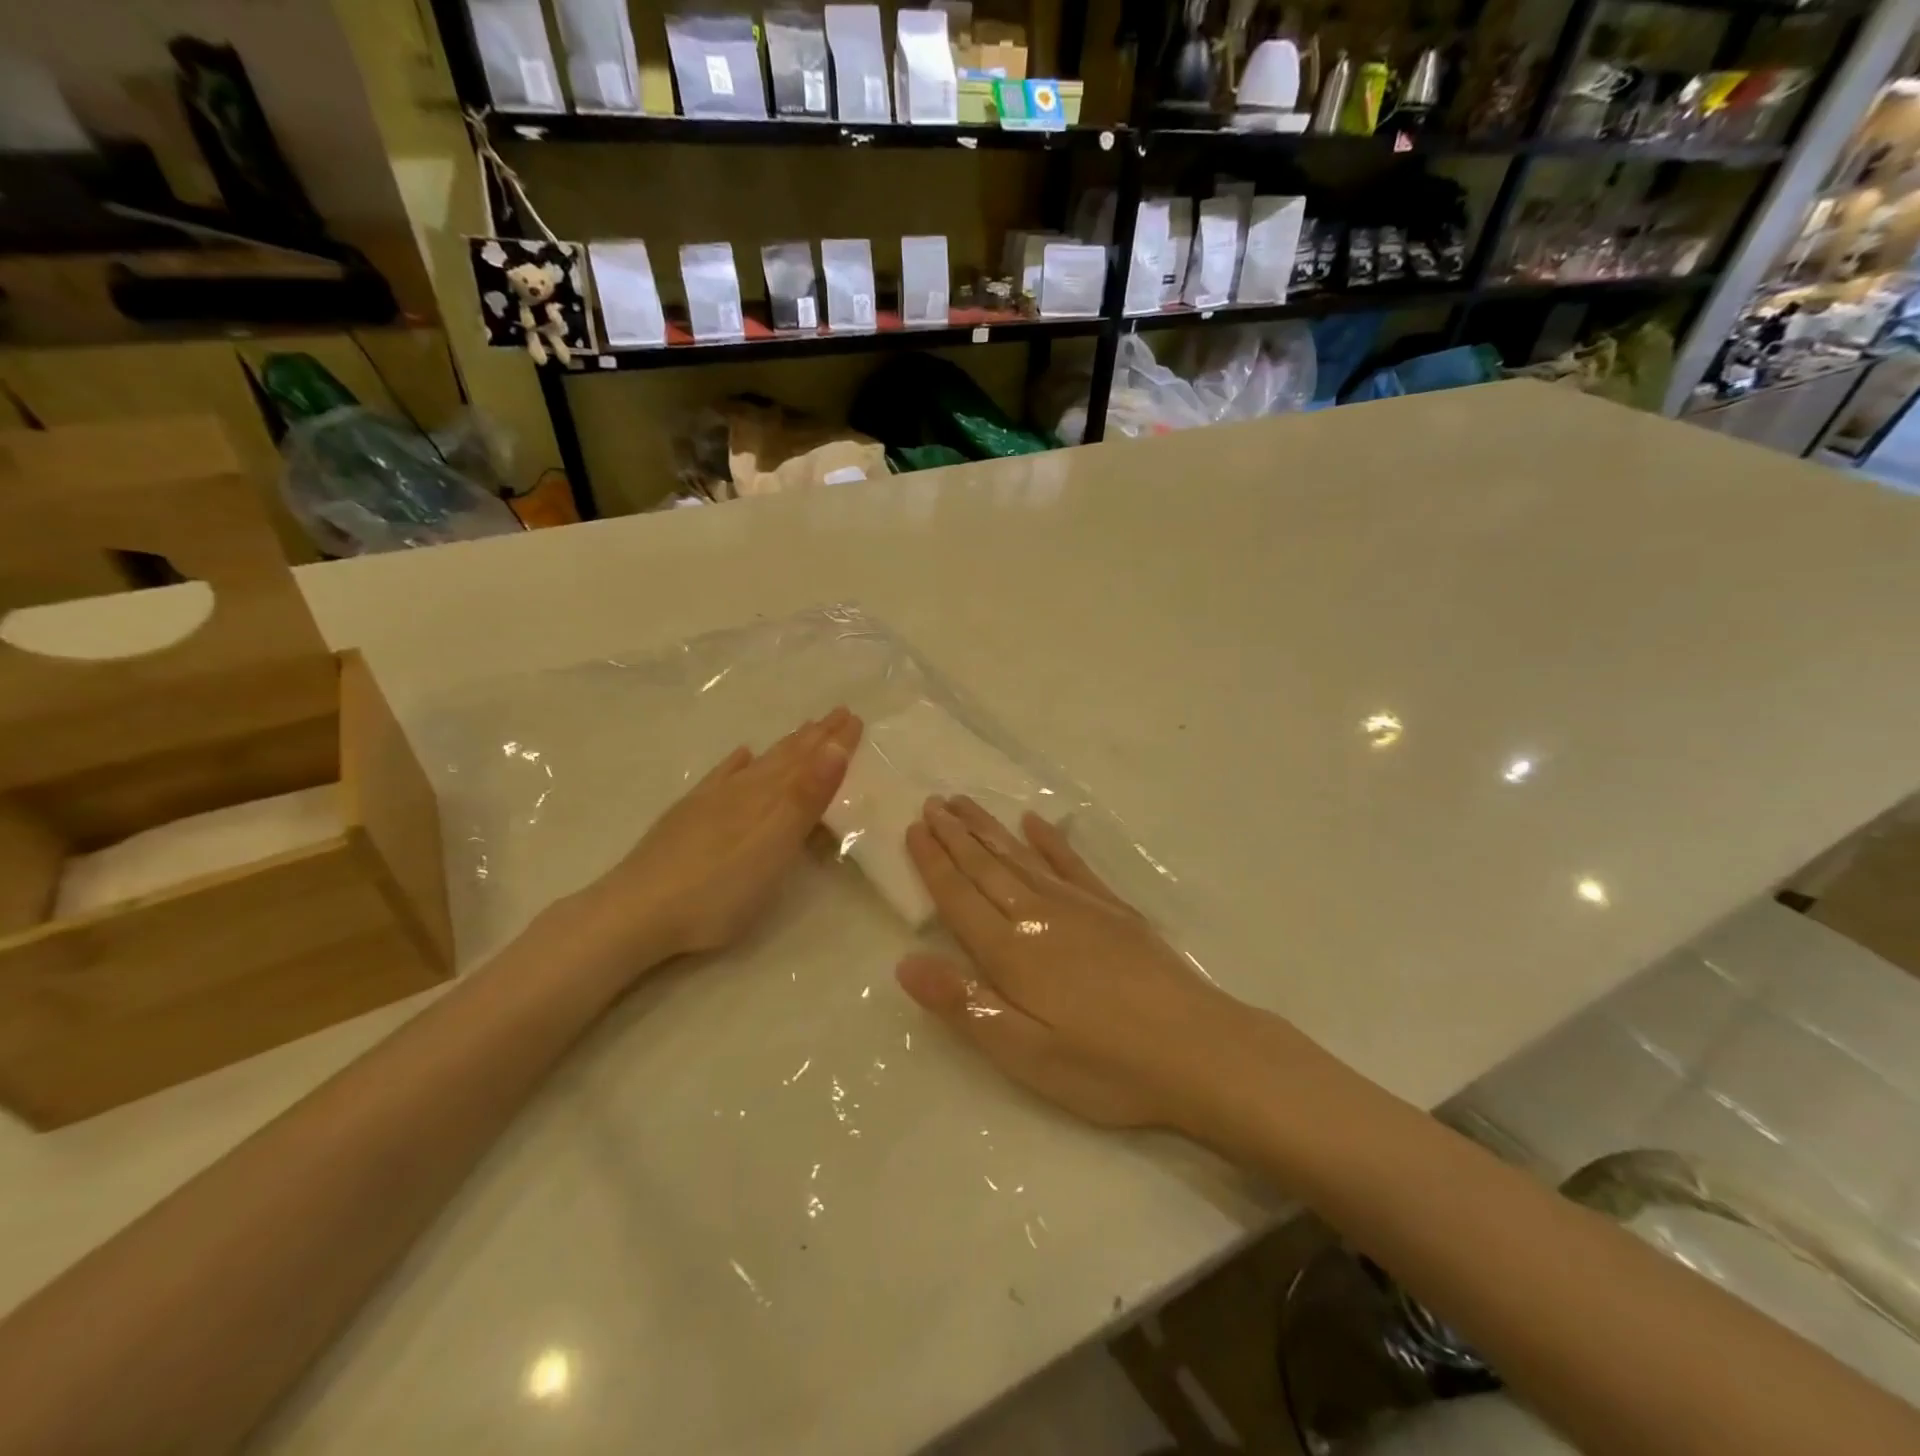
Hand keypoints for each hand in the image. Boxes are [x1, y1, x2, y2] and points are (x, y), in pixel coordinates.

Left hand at [576, 708, 862, 965]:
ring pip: (758, 765)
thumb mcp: (775, 846)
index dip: (833, 742)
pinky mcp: (688, 817)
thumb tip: (835, 746)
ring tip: (803, 730)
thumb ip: (805, 798)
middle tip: (839, 714)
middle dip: (815, 737)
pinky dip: (736, 763)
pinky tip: (740, 755)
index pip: (809, 762)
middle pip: (785, 757)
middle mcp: (742, 790)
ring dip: (785, 748)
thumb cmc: (719, 889)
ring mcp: (711, 801)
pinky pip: (720, 777)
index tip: (855, 718)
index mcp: (768, 798)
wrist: (637, 911)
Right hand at [894, 796, 1246, 1131]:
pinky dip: (1049, 840)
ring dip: (990, 829)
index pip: (960, 897)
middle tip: (932, 802)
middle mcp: (1040, 916)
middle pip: (987, 867)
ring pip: (1022, 857)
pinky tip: (1035, 822)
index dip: (934, 863)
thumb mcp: (1026, 1054)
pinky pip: (1071, 863)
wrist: (1199, 1050)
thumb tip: (905, 962)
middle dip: (956, 834)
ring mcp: (1080, 907)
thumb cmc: (1106, 1065)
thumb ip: (965, 1005)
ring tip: (965, 803)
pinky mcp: (1114, 909)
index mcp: (1012, 953)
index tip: (913, 828)